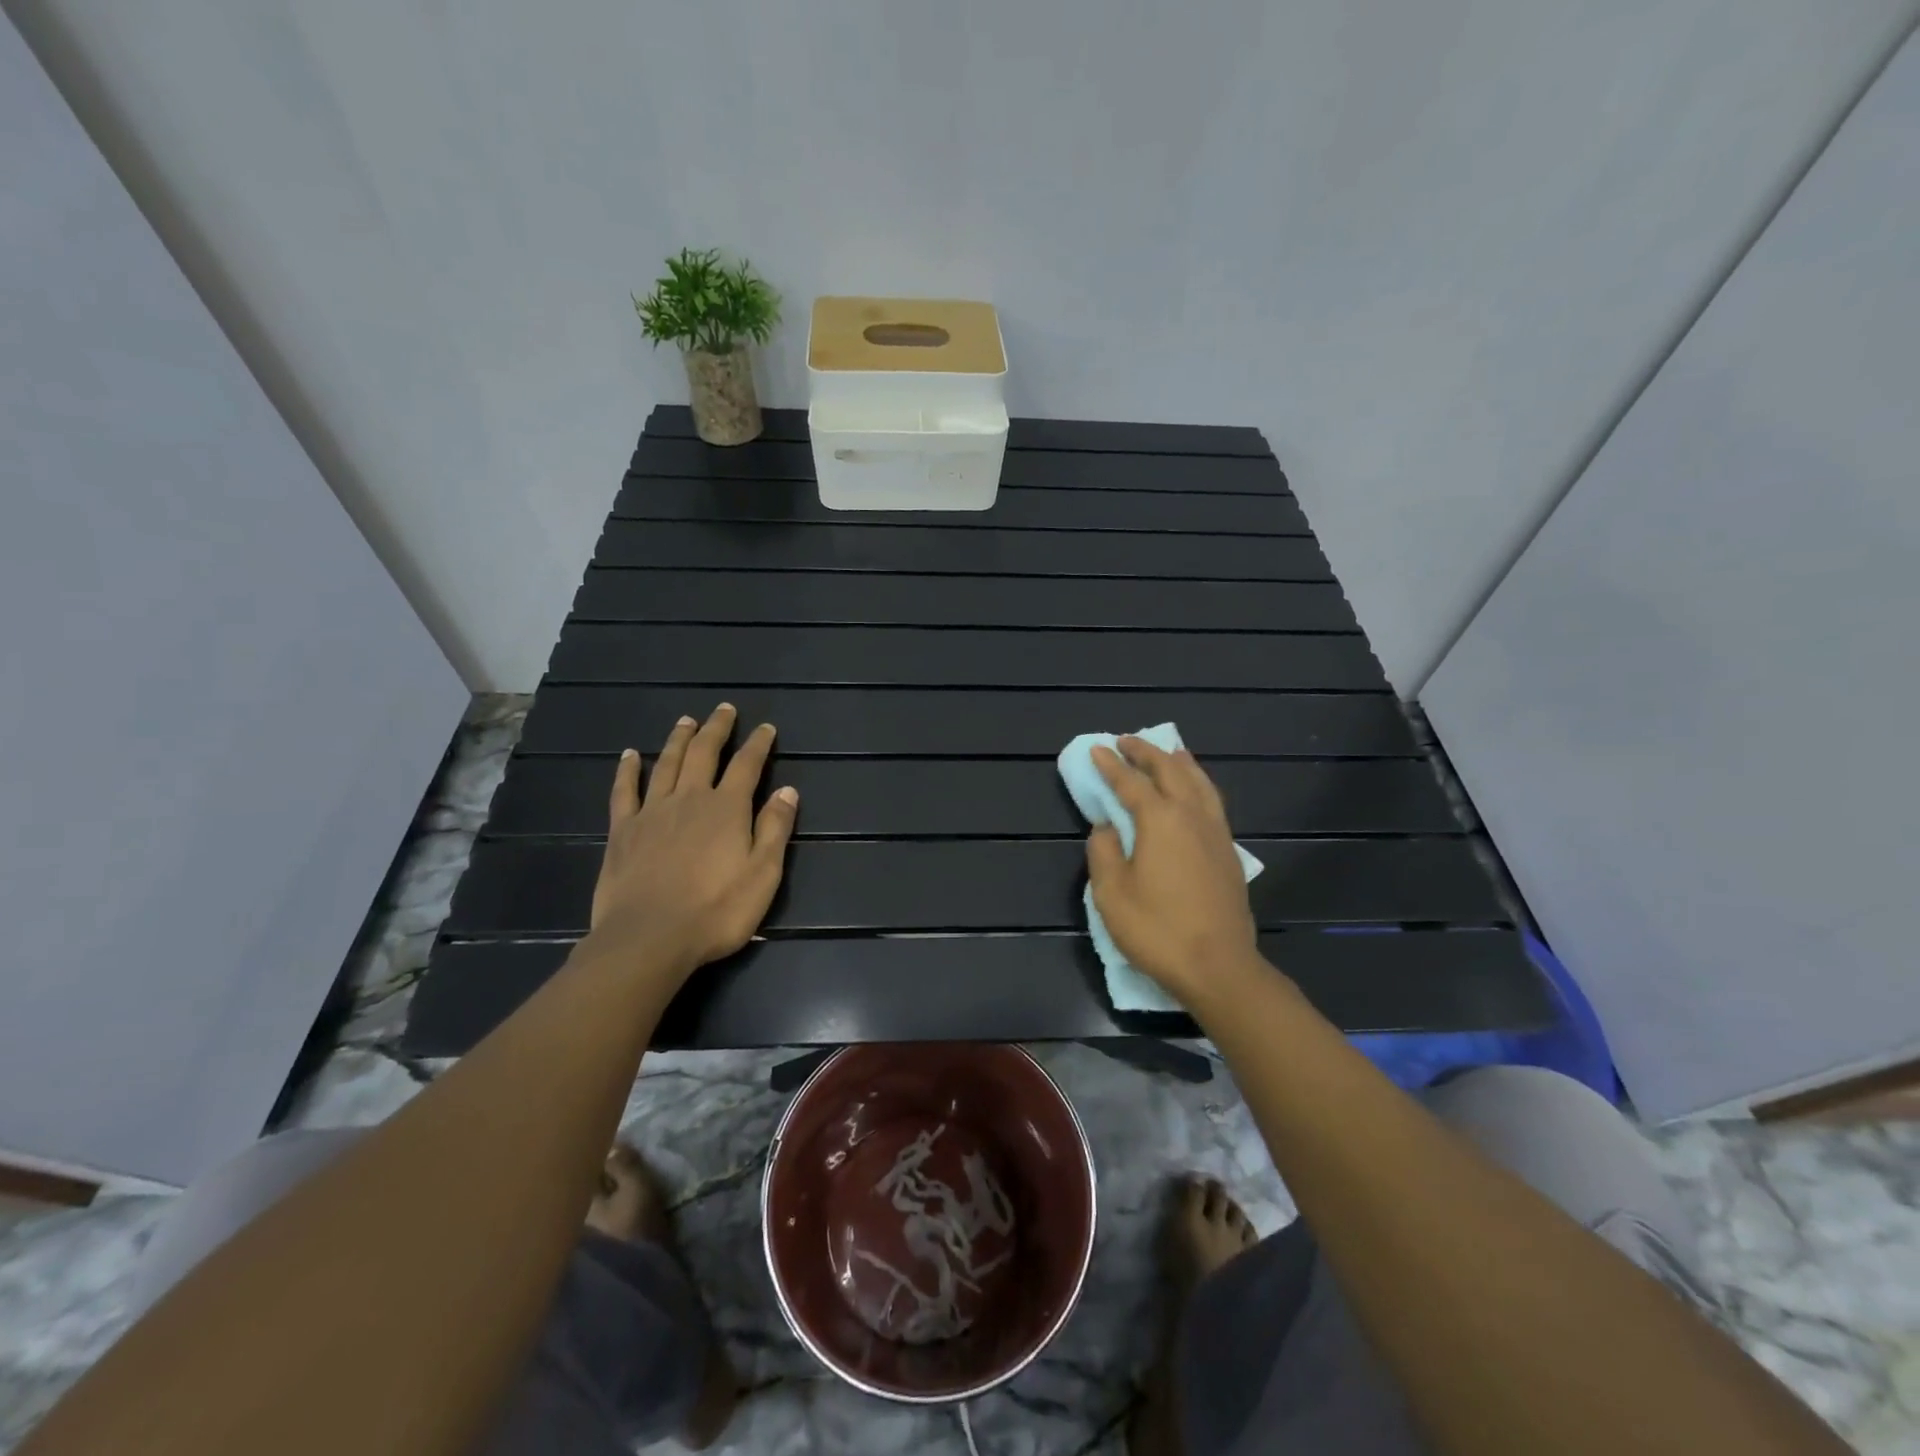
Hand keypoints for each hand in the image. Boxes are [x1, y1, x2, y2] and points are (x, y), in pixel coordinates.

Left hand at [587, 703, 798, 979]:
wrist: (648, 938)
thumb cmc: (716, 911)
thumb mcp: (763, 874)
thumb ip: (775, 829)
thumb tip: (788, 791)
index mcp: (727, 809)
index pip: (747, 765)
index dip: (758, 744)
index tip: (766, 728)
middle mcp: (690, 799)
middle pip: (704, 753)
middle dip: (716, 728)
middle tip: (724, 709)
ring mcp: (652, 812)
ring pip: (667, 763)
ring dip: (678, 739)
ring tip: (686, 720)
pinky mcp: (622, 831)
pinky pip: (624, 791)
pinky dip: (628, 770)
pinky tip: (630, 755)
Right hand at [1085, 738, 1261, 1007]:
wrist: (1218, 966)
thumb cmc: (1157, 929)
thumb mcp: (1111, 893)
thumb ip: (1103, 852)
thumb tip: (1107, 828)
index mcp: (1160, 820)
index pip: (1131, 783)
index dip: (1111, 765)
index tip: (1097, 749)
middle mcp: (1191, 816)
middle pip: (1170, 771)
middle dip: (1146, 752)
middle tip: (1127, 741)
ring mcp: (1215, 832)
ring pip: (1199, 782)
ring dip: (1179, 762)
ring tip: (1168, 751)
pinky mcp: (1228, 851)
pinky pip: (1212, 801)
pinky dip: (1199, 783)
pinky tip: (1195, 790)